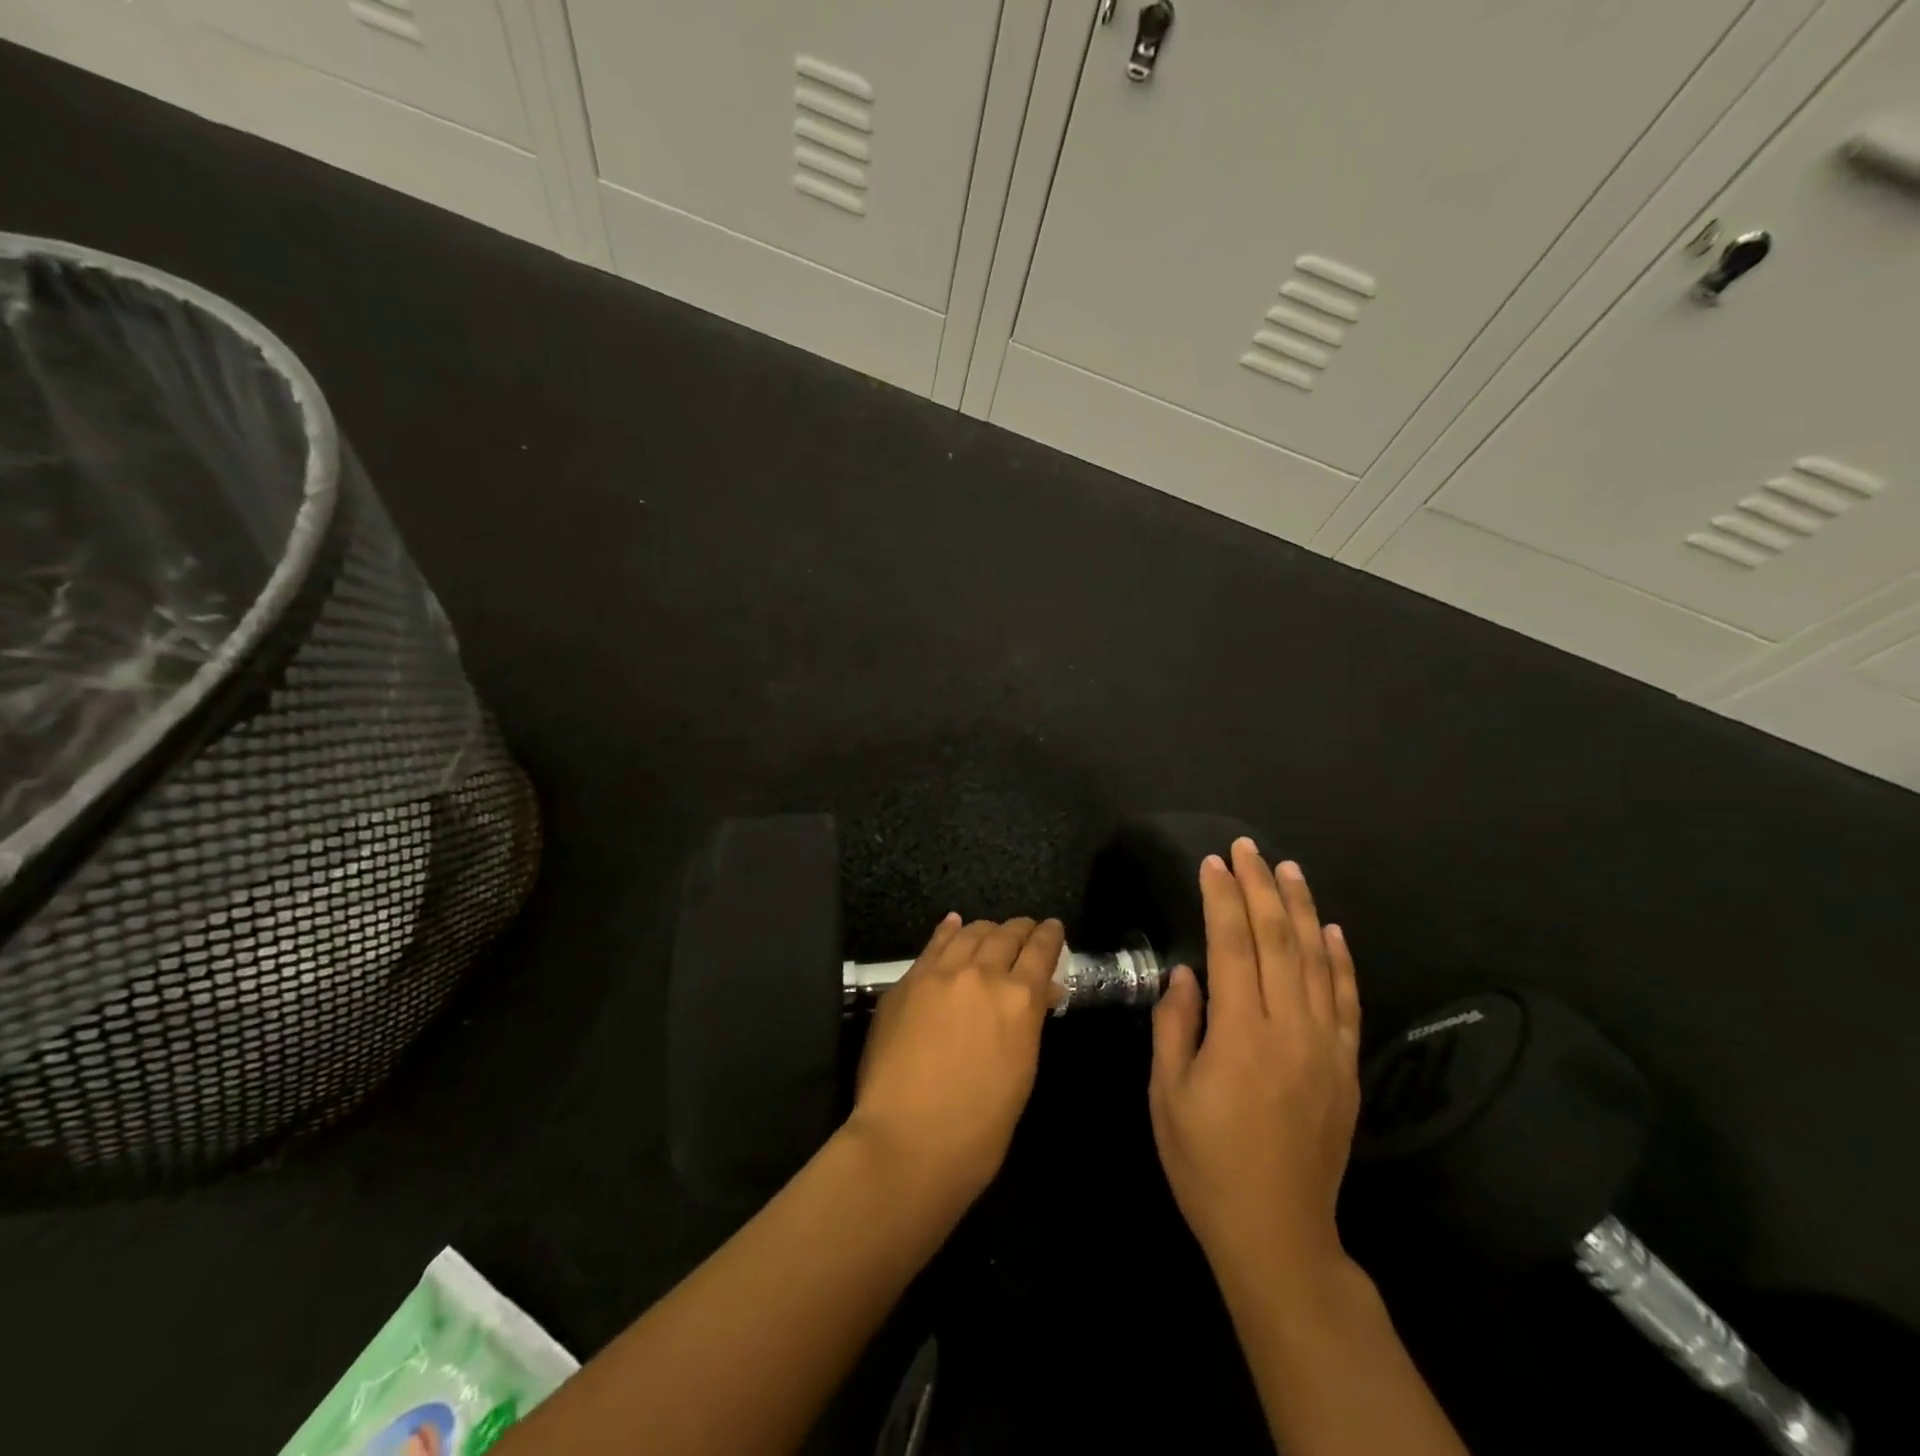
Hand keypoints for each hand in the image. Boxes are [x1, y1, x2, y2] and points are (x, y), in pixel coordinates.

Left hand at [846, 914, 1064, 1211]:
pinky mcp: (907, 982)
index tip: (1053, 927)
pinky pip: (933, 945)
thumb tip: (1039, 995)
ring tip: (992, 930)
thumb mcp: (1021, 1072)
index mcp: (1020, 1000)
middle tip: (1026, 930)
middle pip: (1006, 935)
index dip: (1049, 936)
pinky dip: (949, 931)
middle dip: (1020, 929)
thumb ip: (1028, 1024)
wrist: (907, 1140)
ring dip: (986, 929)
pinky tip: (954, 924)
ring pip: (970, 933)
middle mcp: (983, 974)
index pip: (1041, 951)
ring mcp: (940, 974)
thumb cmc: (978, 1127)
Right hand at [1149, 839, 1361, 1288]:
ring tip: (1289, 869)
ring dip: (1303, 910)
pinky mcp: (1346, 1068)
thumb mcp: (1167, 1095)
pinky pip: (1347, 1002)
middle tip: (1247, 848)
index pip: (1233, 947)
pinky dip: (1341, 960)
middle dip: (1261, 888)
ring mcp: (1326, 1048)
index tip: (1213, 862)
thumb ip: (1176, 1026)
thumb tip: (1188, 974)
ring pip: (1318, 962)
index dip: (1223, 899)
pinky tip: (1332, 929)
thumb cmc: (1206, 1163)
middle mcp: (1290, 1031)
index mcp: (1240, 1036)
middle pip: (1279, 942)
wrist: (1277, 1234)